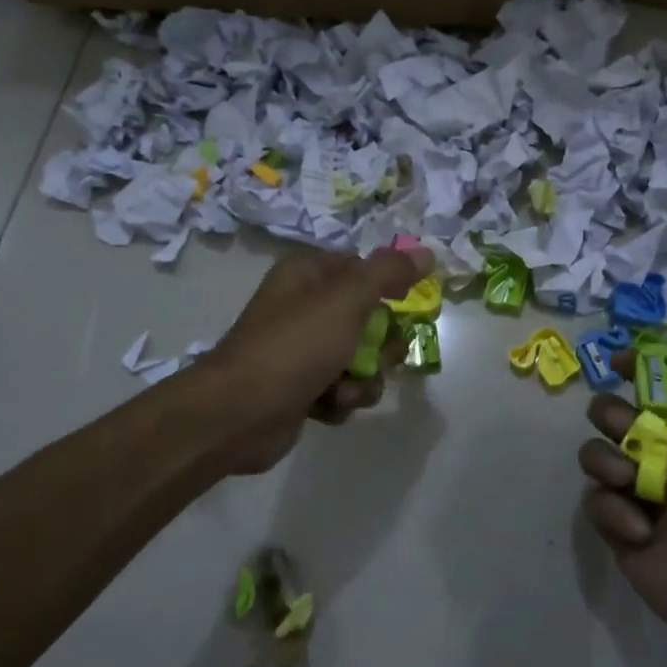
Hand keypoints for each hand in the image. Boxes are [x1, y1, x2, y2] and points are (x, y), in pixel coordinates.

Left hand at [195, 244, 434, 474]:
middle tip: (375, 357)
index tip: (404, 305)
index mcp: (309, 273)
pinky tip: (326, 407)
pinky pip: (344, 388)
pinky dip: (342, 399)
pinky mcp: (303, 387)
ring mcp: (303, 349)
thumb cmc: (295, 346)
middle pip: (369, 318)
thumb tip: (427, 252)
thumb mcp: (347, 299)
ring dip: (363, 378)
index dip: (388, 288)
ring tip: (344, 390)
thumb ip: (389, 273)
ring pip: (361, 358)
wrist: (239, 414)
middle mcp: (305, 305)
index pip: (364, 269)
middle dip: (379, 345)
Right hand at [579, 347, 666, 658]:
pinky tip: (641, 530)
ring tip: (628, 479)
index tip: (620, 360)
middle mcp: (664, 462)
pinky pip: (595, 503)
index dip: (638, 370)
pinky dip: (611, 509)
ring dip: (604, 457)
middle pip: (616, 417)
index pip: (659, 393)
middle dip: (610, 412)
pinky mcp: (619, 532)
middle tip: (625, 427)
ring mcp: (639, 497)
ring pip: (596, 454)